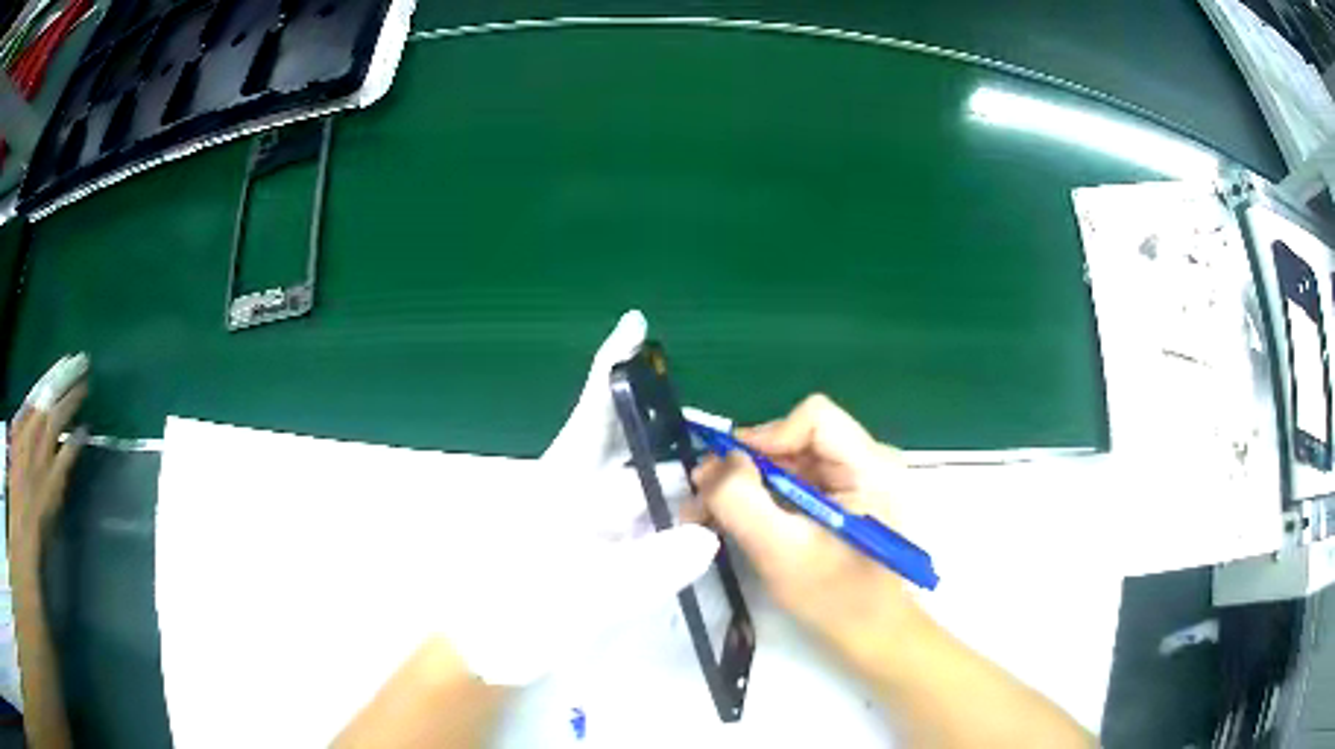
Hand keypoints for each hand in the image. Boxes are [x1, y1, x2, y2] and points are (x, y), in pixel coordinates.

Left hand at [8, 356, 88, 558]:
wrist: (21, 525)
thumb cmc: (40, 516)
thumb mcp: (56, 491)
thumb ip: (67, 458)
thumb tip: (82, 431)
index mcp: (47, 438)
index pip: (63, 409)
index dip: (75, 395)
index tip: (87, 381)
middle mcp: (35, 424)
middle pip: (50, 394)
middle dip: (65, 377)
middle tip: (78, 361)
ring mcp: (23, 426)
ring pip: (38, 395)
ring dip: (50, 379)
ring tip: (61, 367)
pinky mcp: (15, 434)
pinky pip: (25, 407)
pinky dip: (33, 397)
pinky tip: (36, 395)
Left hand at [440, 311, 719, 685]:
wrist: (487, 653)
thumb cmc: (514, 614)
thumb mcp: (576, 596)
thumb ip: (641, 571)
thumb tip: (707, 536)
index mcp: (559, 485)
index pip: (591, 414)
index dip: (612, 368)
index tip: (635, 325)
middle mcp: (575, 496)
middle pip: (630, 452)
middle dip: (673, 438)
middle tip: (727, 437)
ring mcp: (588, 527)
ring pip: (641, 493)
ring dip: (680, 486)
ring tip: (729, 485)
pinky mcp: (597, 555)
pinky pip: (642, 528)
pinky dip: (672, 524)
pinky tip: (702, 529)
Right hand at [694, 394, 921, 676]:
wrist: (873, 634)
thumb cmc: (836, 599)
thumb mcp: (781, 552)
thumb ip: (742, 501)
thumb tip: (717, 460)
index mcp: (872, 466)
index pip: (814, 418)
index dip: (766, 437)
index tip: (729, 474)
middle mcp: (870, 461)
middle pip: (798, 438)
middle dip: (747, 466)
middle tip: (704, 498)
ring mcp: (860, 479)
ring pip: (793, 459)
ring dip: (749, 484)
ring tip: (710, 515)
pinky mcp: (847, 497)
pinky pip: (799, 481)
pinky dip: (765, 498)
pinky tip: (738, 521)